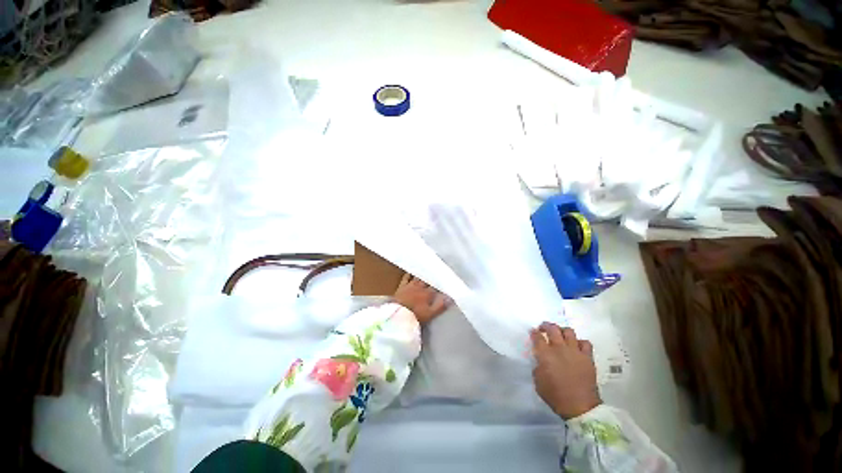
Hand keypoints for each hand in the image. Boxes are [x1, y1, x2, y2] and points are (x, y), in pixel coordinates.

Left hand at [393, 273, 449, 324]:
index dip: (441, 283)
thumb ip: (441, 306)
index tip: (445, 279)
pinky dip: (409, 273)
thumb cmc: (415, 315)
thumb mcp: (430, 314)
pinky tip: (411, 270)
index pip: (436, 286)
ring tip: (427, 268)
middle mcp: (420, 287)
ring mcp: (410, 285)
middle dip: (432, 276)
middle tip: (437, 271)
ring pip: (418, 277)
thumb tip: (451, 298)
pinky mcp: (402, 286)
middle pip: (428, 279)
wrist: (397, 315)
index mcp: (428, 293)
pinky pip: (406, 277)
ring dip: (423, 273)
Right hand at [531, 322, 601, 419]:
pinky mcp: (587, 357)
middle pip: (552, 328)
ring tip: (560, 335)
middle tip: (543, 328)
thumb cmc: (555, 396)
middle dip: (546, 326)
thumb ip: (538, 366)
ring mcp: (575, 351)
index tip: (532, 332)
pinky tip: (576, 346)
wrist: (580, 407)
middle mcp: (559, 348)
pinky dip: (580, 342)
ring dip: (562, 330)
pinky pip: (585, 343)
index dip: (533, 332)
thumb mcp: (538, 381)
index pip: (537, 336)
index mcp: (545, 354)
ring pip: (568, 331)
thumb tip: (540, 360)